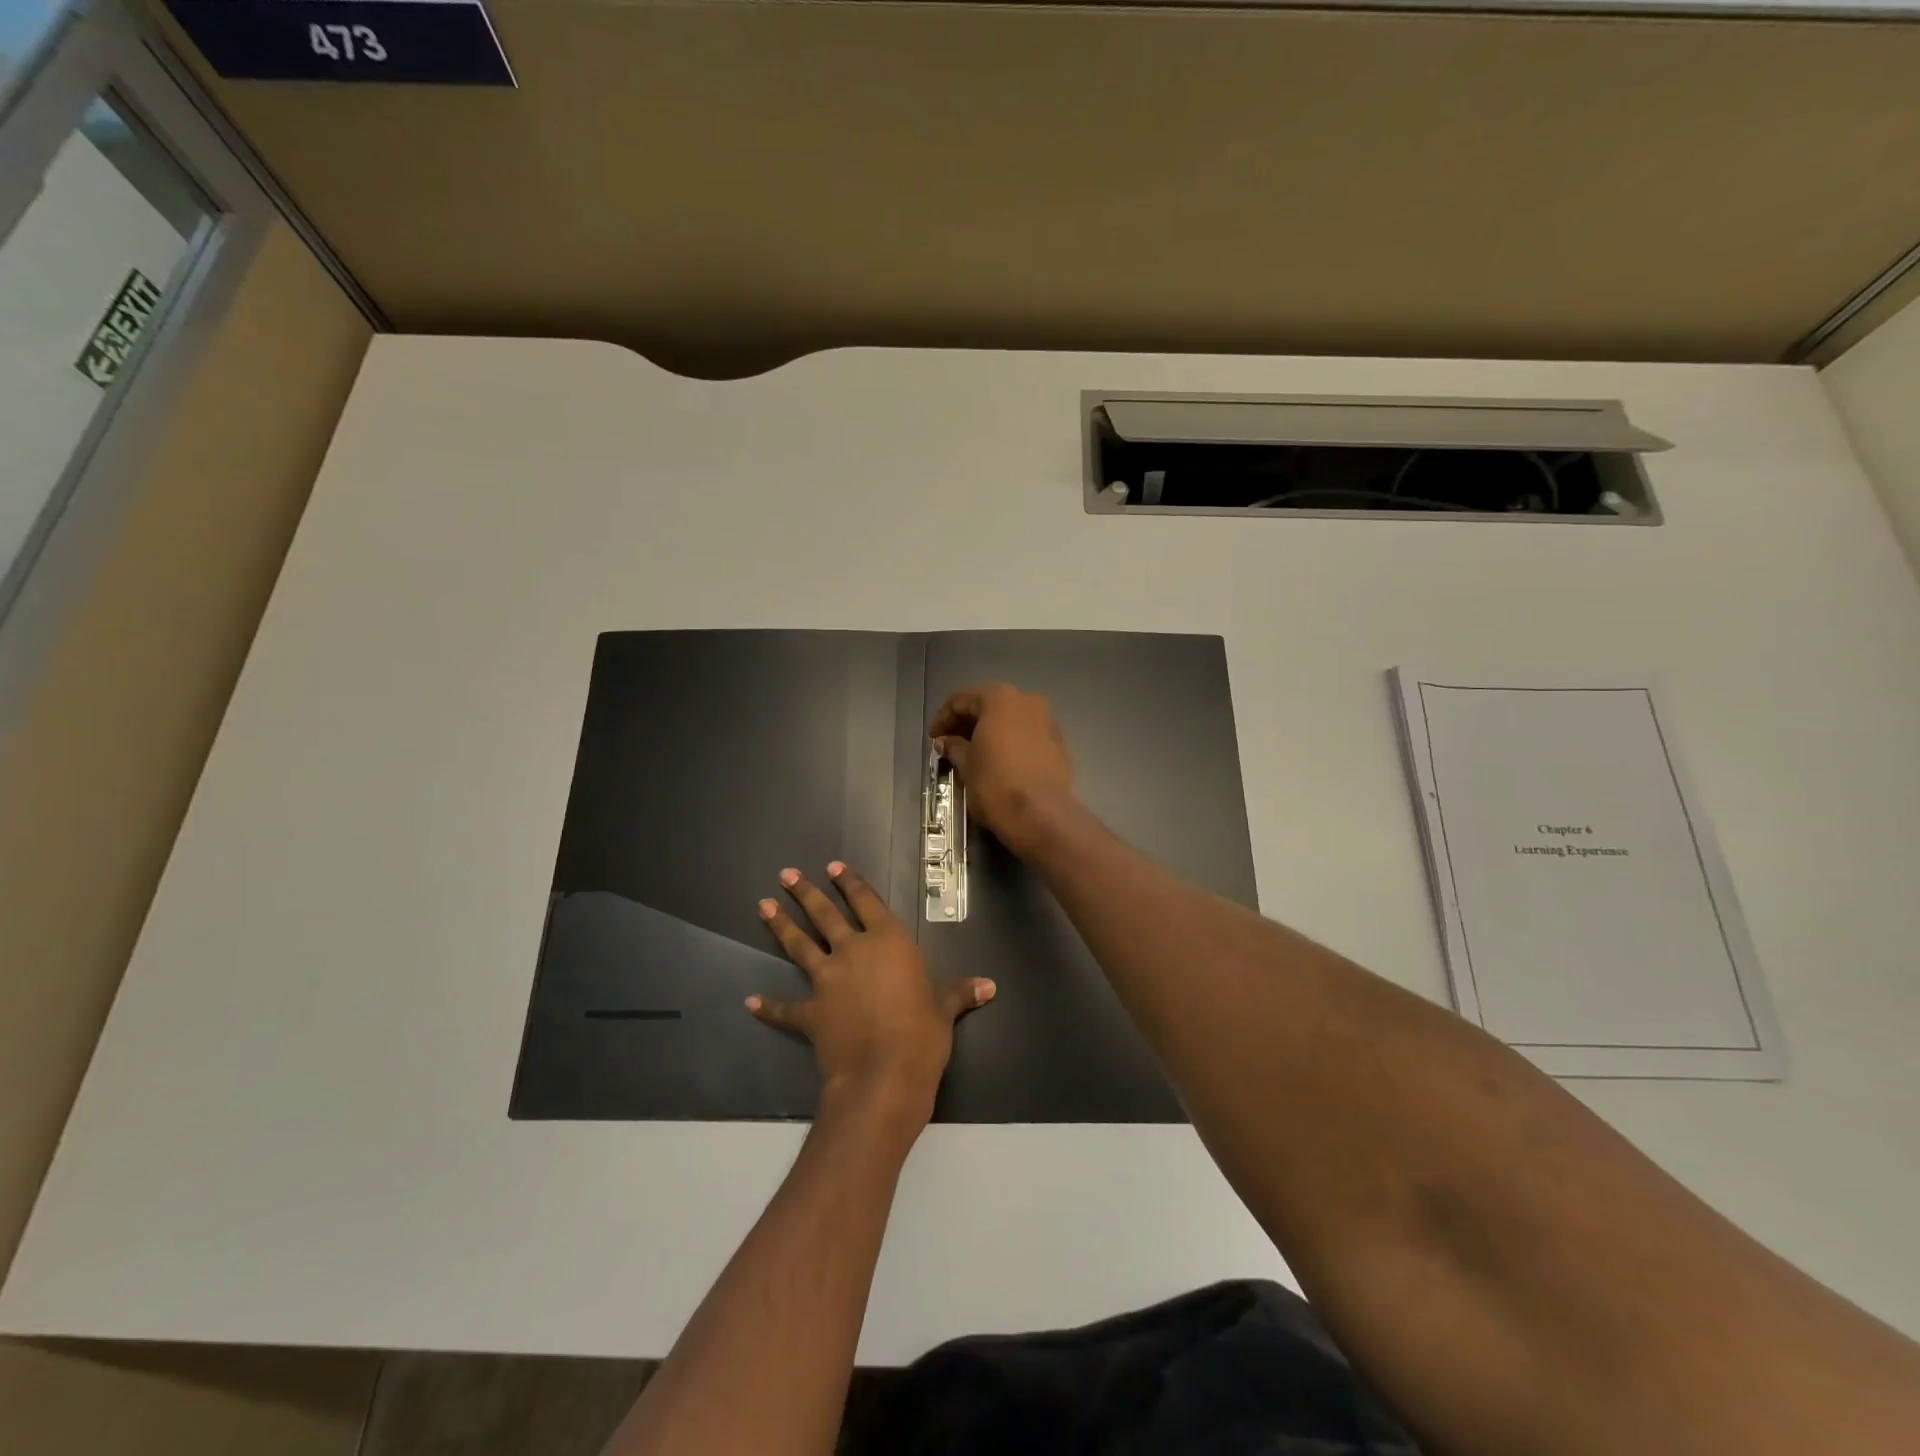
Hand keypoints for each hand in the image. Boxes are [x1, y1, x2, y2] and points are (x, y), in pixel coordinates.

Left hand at [748, 862, 994, 1124]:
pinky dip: (769, 1006)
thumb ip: (961, 992)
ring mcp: (827, 980)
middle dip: (806, 893)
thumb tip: (990, 986)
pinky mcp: (810, 1012)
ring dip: (780, 926)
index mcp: (888, 941)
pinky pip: (786, 1008)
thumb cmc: (923, 1032)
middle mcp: (853, 951)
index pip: (866, 902)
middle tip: (786, 875)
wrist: (884, 1074)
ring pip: (799, 946)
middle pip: (825, 915)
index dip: (851, 883)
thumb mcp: (946, 1008)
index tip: (834, 867)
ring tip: (763, 906)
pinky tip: (752, 1001)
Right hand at [929, 683, 1076, 856]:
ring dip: (989, 731)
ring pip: (1010, 719)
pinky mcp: (1058, 743)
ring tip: (972, 753)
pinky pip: (1026, 734)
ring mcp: (1047, 721)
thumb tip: (945, 742)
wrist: (1041, 815)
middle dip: (967, 723)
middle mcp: (1027, 701)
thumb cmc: (995, 784)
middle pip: (989, 705)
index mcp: (1000, 699)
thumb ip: (954, 747)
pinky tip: (998, 761)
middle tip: (950, 744)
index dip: (943, 718)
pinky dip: (1009, 741)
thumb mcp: (966, 765)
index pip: (962, 700)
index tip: (933, 738)